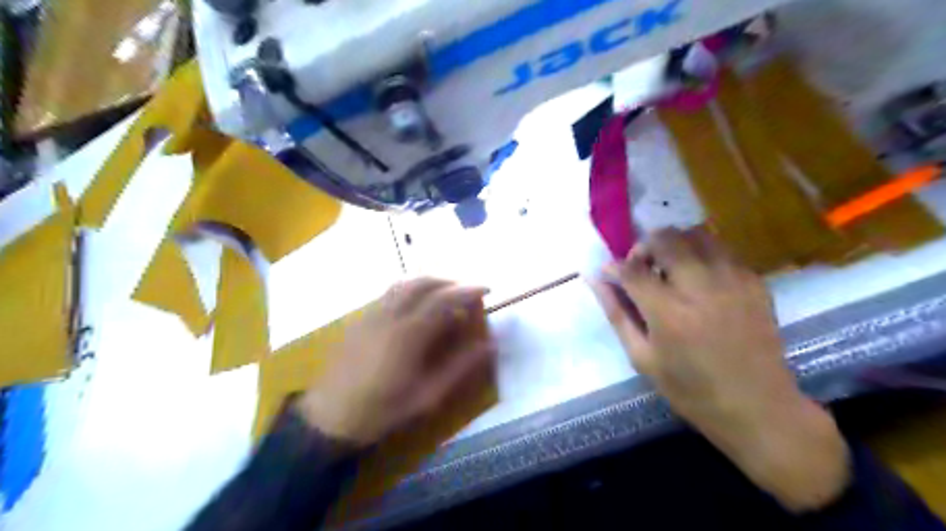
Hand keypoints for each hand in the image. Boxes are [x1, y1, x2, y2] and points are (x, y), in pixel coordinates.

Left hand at [299, 278, 497, 446]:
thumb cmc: (382, 411)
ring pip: (404, 283)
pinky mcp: (360, 318)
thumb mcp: (427, 396)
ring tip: (447, 293)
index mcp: (408, 334)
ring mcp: (371, 313)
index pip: (443, 299)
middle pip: (423, 282)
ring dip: (430, 281)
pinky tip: (418, 304)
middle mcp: (389, 315)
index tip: (487, 289)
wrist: (328, 417)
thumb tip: (490, 345)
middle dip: (450, 281)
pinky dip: (411, 288)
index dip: (468, 290)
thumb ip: (460, 367)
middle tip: (468, 292)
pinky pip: (390, 292)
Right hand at [589, 229, 850, 514]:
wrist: (758, 407)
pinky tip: (701, 280)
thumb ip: (618, 314)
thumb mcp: (643, 358)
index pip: (631, 269)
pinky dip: (703, 255)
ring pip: (696, 234)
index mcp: (668, 312)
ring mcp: (732, 280)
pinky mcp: (755, 281)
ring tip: (671, 269)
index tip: (611, 273)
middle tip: (642, 268)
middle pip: (665, 238)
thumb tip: (598, 280)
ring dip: (675, 245)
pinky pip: (722, 250)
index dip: (615, 267)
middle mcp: (700, 287)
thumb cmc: (691, 390)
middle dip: (644, 246)